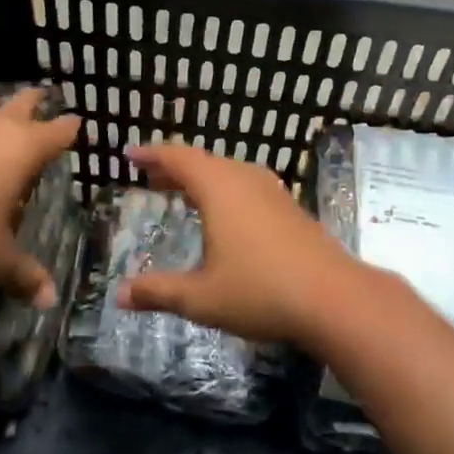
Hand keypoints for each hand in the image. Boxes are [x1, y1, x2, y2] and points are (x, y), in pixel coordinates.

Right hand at [115, 142, 366, 345]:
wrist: (334, 298)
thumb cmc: (261, 291)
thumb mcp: (201, 297)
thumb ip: (159, 292)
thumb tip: (119, 295)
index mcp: (220, 188)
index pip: (178, 158)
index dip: (151, 154)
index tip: (129, 155)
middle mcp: (246, 180)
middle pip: (204, 162)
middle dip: (174, 168)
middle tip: (150, 177)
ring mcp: (273, 192)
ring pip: (229, 173)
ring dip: (201, 179)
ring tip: (181, 193)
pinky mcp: (291, 209)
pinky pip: (247, 186)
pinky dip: (224, 191)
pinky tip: (225, 217)